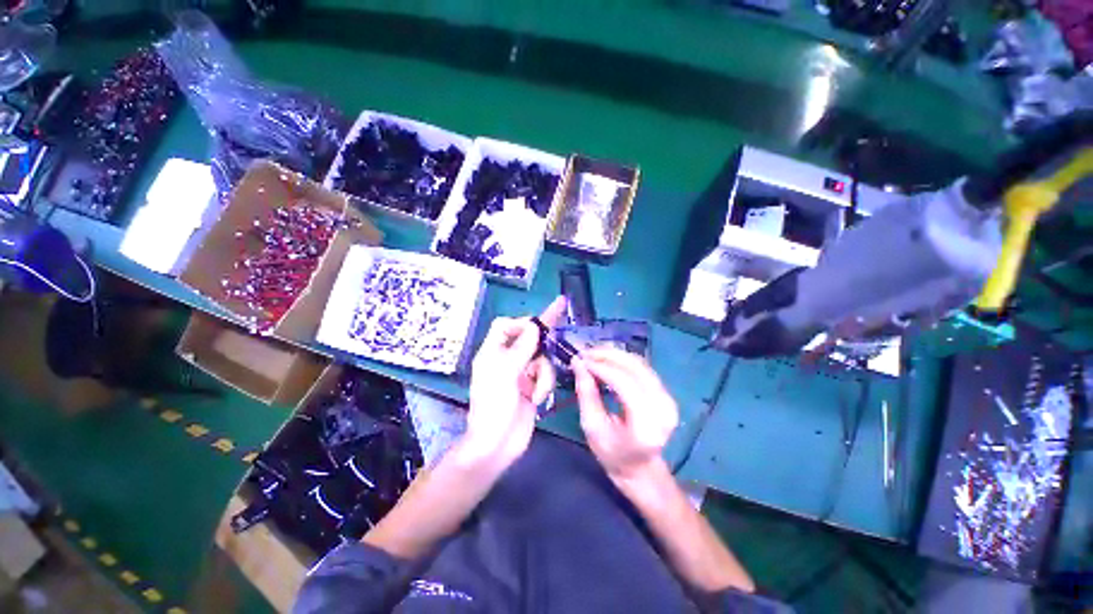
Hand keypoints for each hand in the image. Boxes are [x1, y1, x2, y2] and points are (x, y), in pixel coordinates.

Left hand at [463, 296, 566, 468]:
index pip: (505, 326)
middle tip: (561, 304)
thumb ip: (521, 348)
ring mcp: (521, 373)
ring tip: (536, 392)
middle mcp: (507, 359)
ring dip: (543, 374)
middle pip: (528, 337)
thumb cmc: (494, 407)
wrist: (497, 446)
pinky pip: (546, 375)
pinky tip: (538, 399)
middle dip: (543, 335)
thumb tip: (534, 326)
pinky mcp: (533, 386)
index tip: (537, 327)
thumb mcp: (505, 374)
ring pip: (542, 358)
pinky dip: (544, 385)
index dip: (521, 323)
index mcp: (493, 352)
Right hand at [573, 347, 678, 484]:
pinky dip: (623, 359)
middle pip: (636, 368)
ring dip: (615, 354)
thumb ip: (586, 393)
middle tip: (585, 352)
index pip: (625, 384)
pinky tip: (607, 359)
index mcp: (646, 425)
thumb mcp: (592, 427)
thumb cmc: (611, 452)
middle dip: (608, 356)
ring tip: (593, 354)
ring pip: (640, 364)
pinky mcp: (666, 393)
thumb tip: (578, 362)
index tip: (581, 360)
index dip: (602, 367)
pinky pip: (643, 368)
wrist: (639, 467)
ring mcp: (668, 399)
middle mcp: (663, 409)